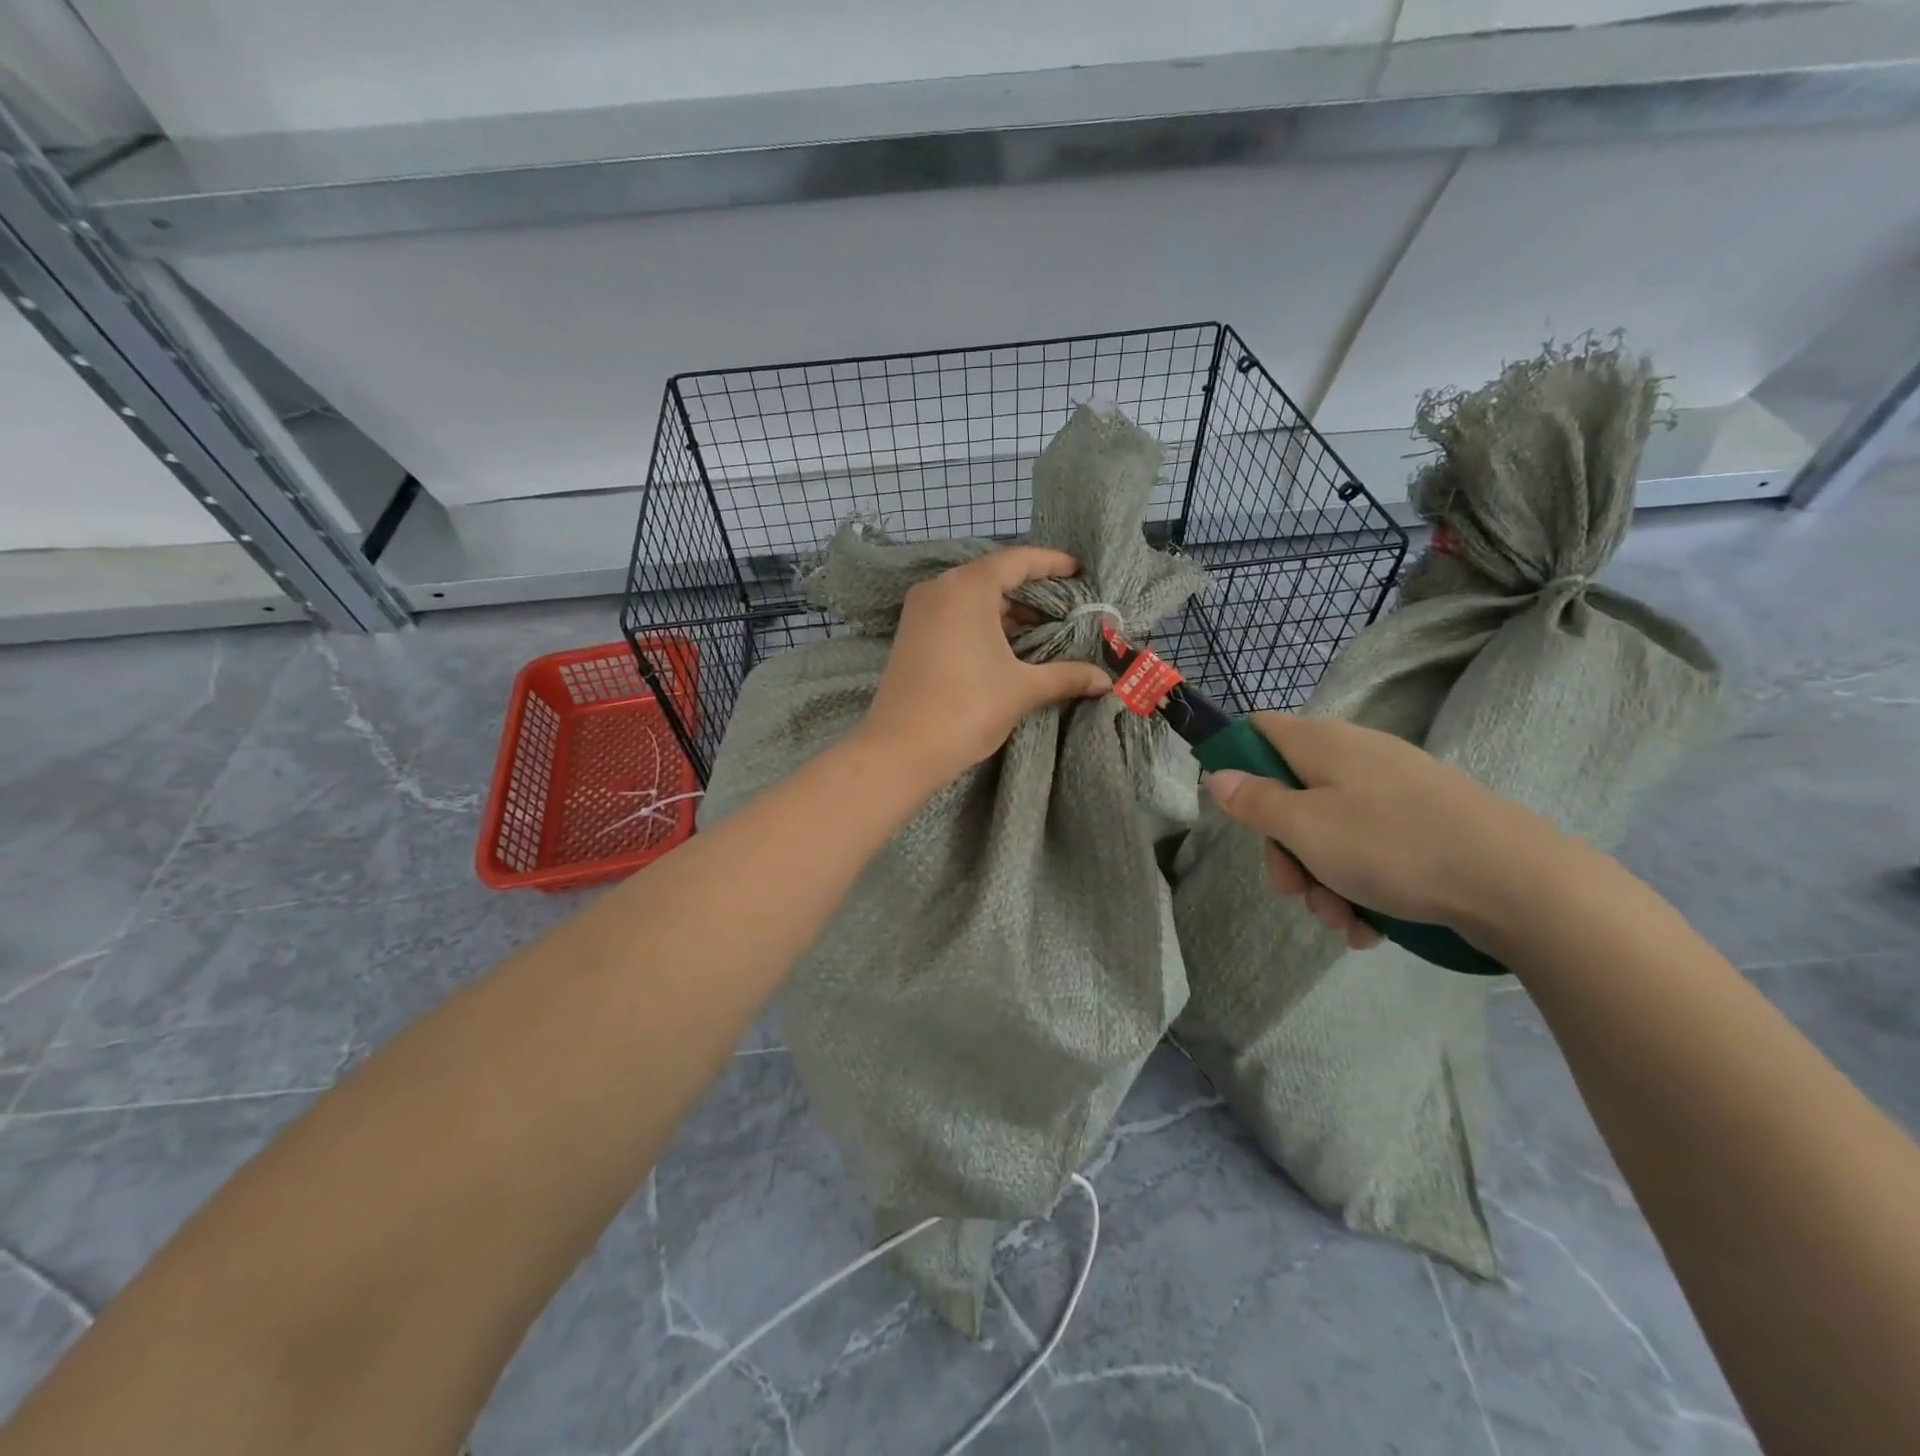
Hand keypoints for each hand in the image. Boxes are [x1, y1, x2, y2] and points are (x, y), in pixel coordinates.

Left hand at [855, 548, 1111, 785]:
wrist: (901, 749)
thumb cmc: (967, 708)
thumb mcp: (1023, 689)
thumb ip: (1066, 676)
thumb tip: (1105, 680)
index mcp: (967, 588)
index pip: (1018, 561)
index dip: (1052, 564)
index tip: (1079, 571)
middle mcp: (939, 589)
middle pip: (993, 576)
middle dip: (1031, 590)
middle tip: (1066, 605)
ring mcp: (919, 612)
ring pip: (971, 598)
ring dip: (1006, 610)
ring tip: (1041, 629)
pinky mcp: (910, 635)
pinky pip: (953, 615)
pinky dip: (982, 623)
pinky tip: (1005, 646)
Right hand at [1204, 712, 1567, 947]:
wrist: (1517, 883)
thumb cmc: (1391, 845)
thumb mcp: (1305, 827)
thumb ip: (1254, 801)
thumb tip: (1217, 774)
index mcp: (1322, 744)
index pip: (1259, 729)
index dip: (1238, 761)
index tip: (1239, 810)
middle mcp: (1355, 757)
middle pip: (1291, 794)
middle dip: (1284, 850)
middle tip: (1293, 890)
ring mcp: (1394, 791)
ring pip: (1330, 831)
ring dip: (1322, 880)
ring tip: (1341, 921)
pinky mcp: (1424, 824)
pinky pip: (1371, 850)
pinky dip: (1361, 887)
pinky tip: (1370, 927)